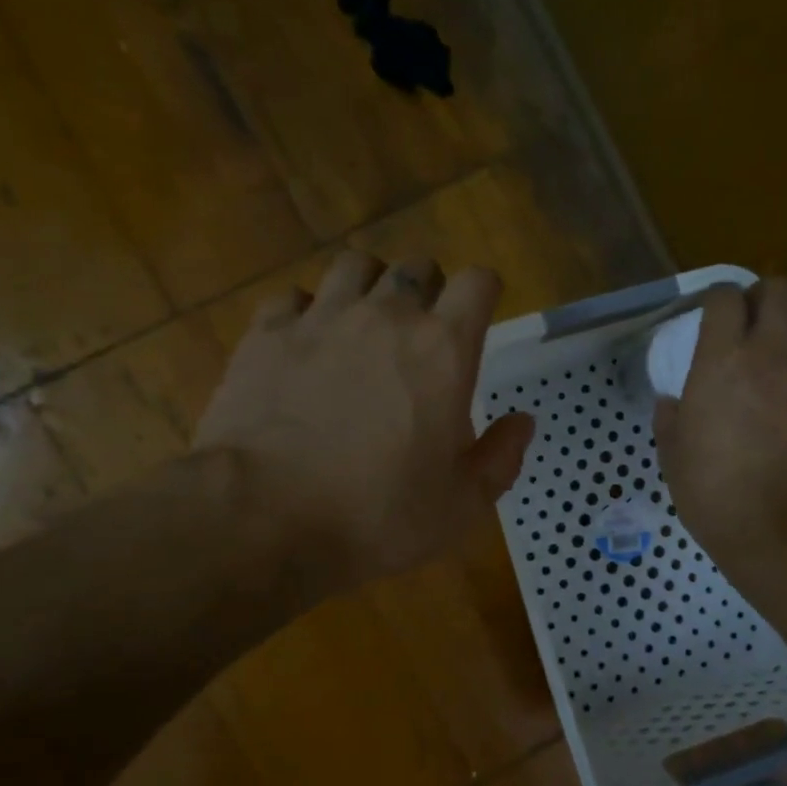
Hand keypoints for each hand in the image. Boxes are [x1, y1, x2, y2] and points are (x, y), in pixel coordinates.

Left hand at [194, 252, 534, 598]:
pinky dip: (306, 312)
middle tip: (421, 332)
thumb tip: (523, 421)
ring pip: (354, 265)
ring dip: (368, 286)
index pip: (478, 282)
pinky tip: (304, 345)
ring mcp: (320, 318)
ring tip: (363, 324)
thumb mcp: (461, 505)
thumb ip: (502, 456)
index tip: (479, 317)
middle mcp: (385, 316)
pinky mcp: (265, 334)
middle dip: (427, 289)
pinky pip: (293, 297)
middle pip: (417, 266)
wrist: (263, 520)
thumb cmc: (377, 516)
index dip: (484, 293)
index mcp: (443, 349)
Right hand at [653, 278, 786, 583]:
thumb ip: (671, 414)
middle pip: (781, 287)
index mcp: (721, 360)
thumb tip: (674, 400)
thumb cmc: (712, 491)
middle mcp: (771, 352)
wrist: (780, 530)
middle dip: (765, 295)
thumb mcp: (672, 452)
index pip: (725, 296)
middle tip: (753, 322)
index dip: (718, 300)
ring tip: (785, 343)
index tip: (712, 318)